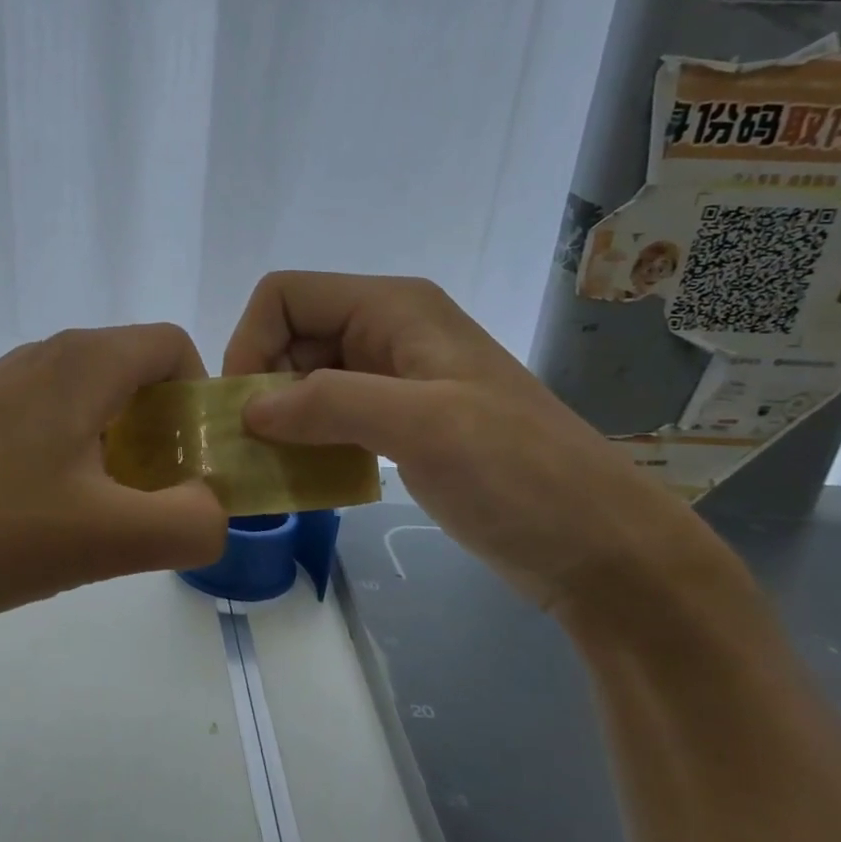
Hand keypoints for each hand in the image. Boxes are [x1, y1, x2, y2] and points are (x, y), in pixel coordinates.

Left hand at [0, 325, 229, 626]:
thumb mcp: (106, 538)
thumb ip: (188, 524)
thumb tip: (212, 511)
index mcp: (84, 363)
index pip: (175, 348)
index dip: (200, 402)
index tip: (190, 467)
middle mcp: (42, 358)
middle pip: (132, 379)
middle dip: (160, 441)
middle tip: (146, 508)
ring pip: (86, 409)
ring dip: (110, 460)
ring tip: (89, 527)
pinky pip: (41, 430)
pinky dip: (63, 468)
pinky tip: (31, 526)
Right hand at [222, 271, 720, 615]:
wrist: (596, 545)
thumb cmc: (517, 473)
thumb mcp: (423, 425)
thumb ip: (329, 403)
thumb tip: (248, 410)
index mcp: (394, 309)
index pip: (286, 295)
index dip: (251, 342)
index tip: (244, 410)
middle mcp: (389, 332)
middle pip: (290, 337)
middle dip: (261, 387)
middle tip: (252, 448)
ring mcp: (395, 381)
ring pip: (305, 381)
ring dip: (280, 420)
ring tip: (274, 469)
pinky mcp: (399, 425)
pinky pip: (329, 419)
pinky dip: (306, 442)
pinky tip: (307, 479)